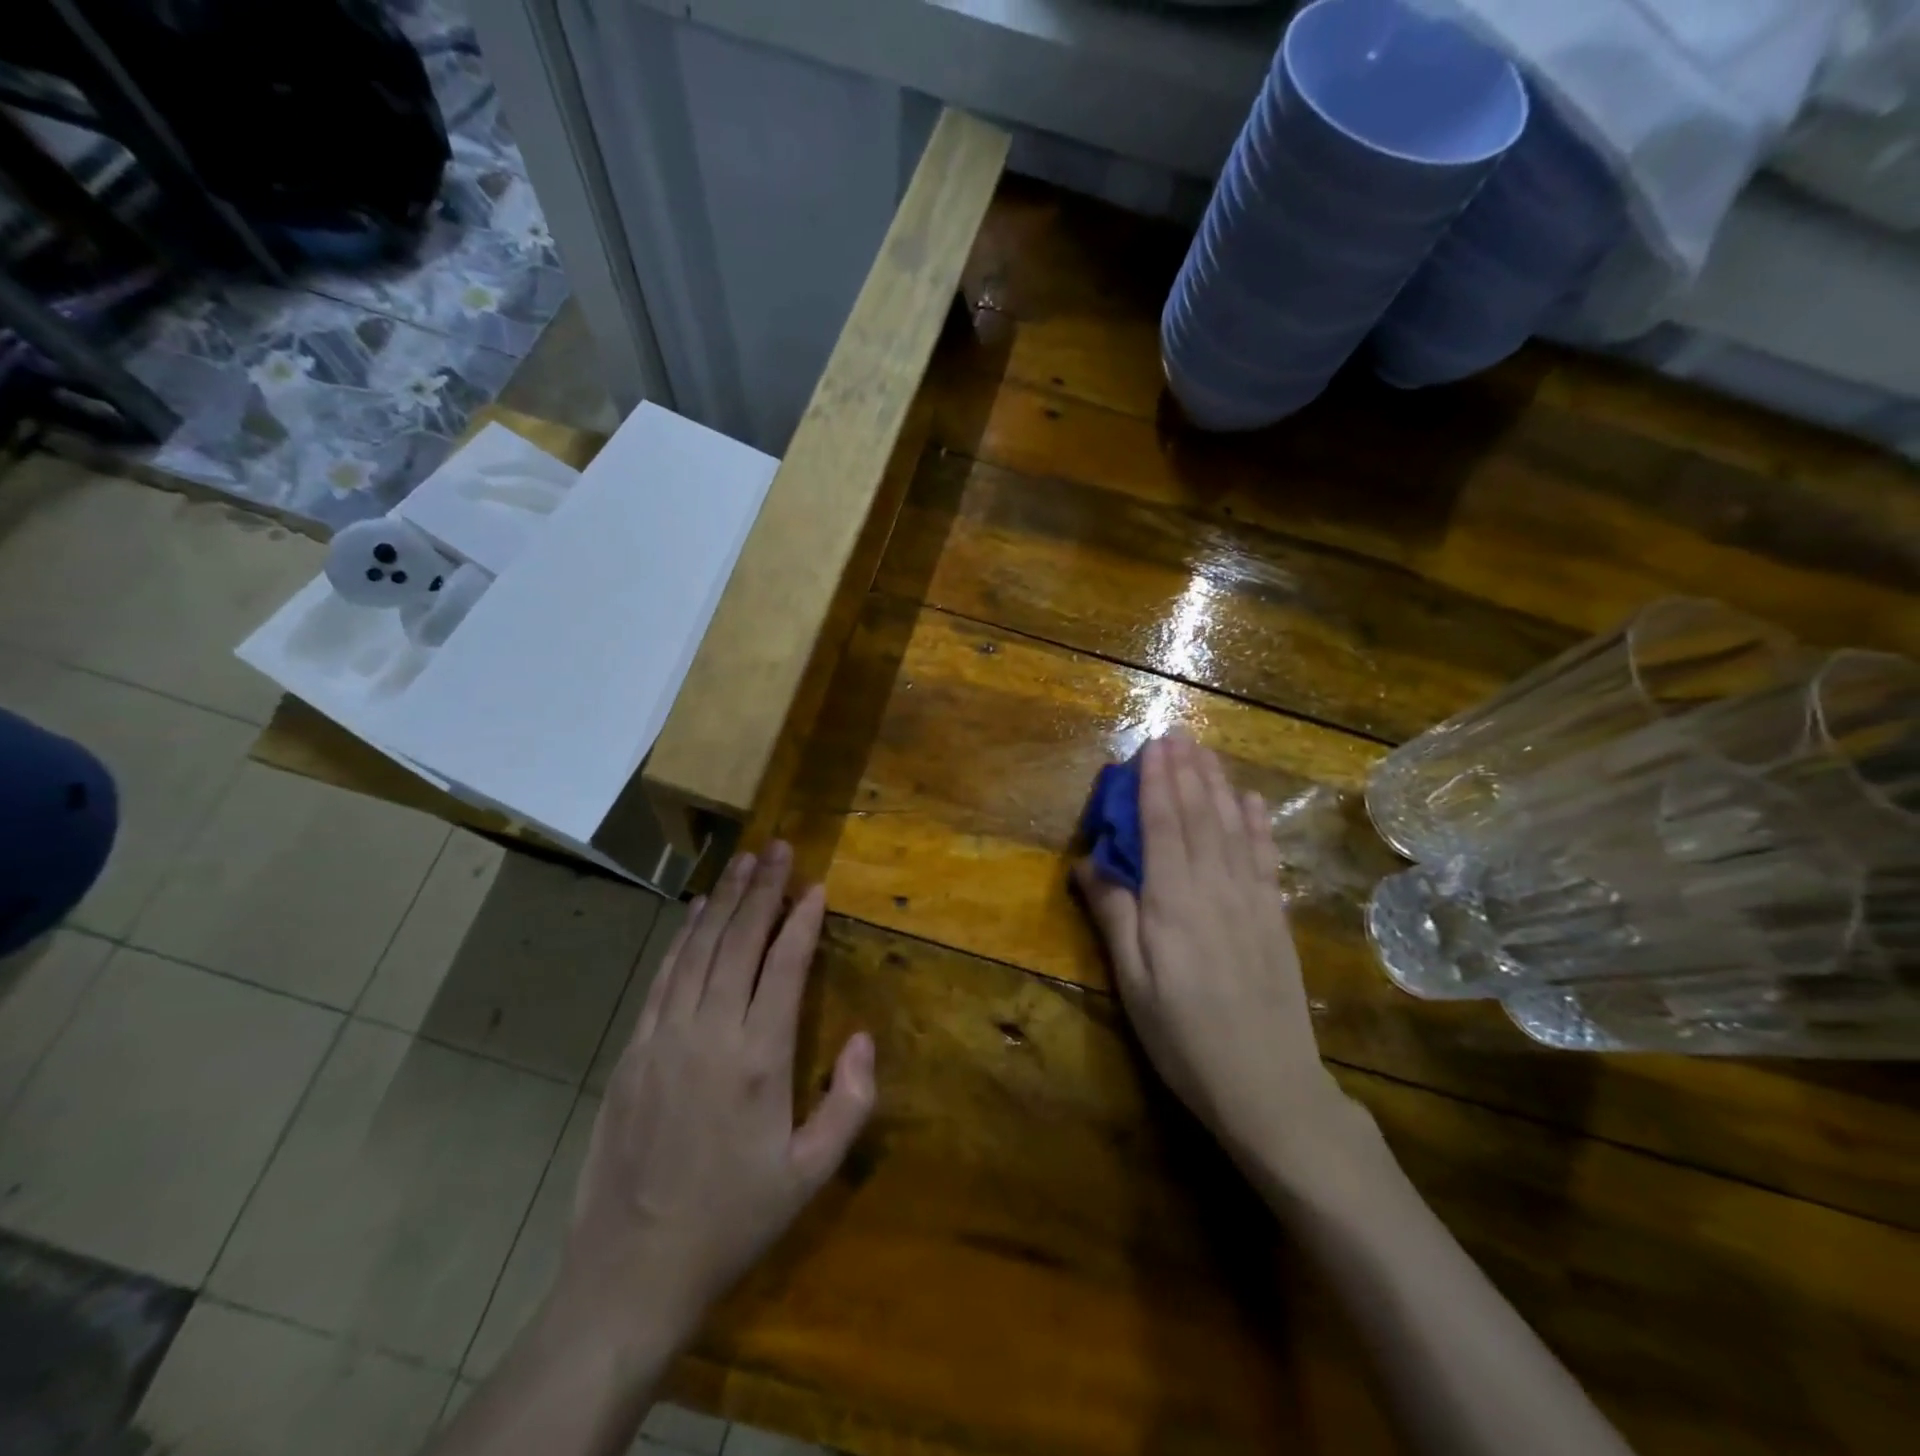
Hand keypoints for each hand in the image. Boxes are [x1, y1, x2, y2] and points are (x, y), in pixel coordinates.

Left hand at [554, 843, 874, 1351]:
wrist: (632, 1271)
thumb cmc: (734, 1221)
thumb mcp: (811, 1174)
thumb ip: (850, 1102)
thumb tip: (864, 1037)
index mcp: (759, 1060)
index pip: (785, 966)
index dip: (802, 920)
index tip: (816, 886)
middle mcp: (710, 1034)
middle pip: (739, 942)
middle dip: (763, 890)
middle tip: (779, 847)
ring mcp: (664, 1038)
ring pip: (699, 950)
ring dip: (724, 901)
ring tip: (745, 862)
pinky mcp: (633, 1051)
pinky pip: (664, 978)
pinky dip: (683, 938)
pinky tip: (697, 911)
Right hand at [1075, 735, 1369, 1181]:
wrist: (1270, 1088)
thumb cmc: (1184, 1039)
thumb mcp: (1132, 985)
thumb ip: (1113, 917)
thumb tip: (1088, 863)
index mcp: (1174, 902)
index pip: (1163, 826)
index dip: (1156, 783)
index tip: (1150, 746)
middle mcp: (1216, 888)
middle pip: (1200, 817)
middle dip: (1186, 772)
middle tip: (1176, 734)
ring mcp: (1252, 901)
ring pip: (1233, 828)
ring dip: (1218, 786)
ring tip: (1206, 752)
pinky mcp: (1275, 919)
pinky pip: (1266, 858)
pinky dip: (1258, 824)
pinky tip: (1252, 802)